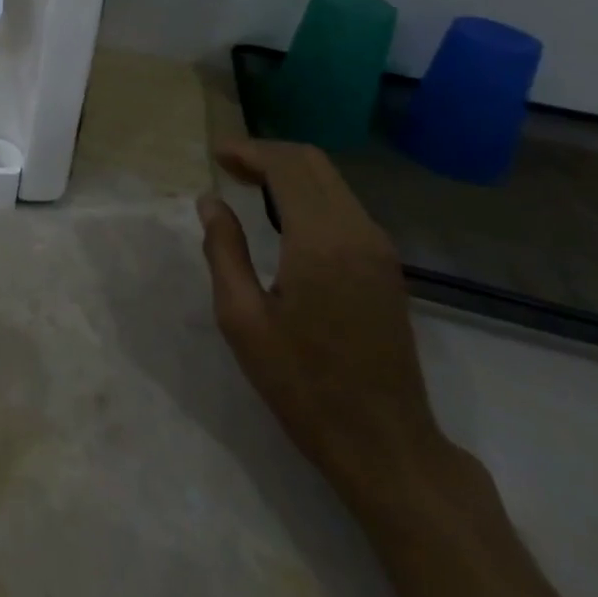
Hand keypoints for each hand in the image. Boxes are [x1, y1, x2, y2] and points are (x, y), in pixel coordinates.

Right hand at [198, 140, 447, 513]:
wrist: (386, 446)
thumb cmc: (303, 384)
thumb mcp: (242, 319)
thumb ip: (223, 250)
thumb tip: (211, 201)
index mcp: (321, 242)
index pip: (286, 167)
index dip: (248, 151)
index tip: (214, 154)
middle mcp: (357, 233)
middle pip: (313, 163)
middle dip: (267, 153)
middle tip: (227, 164)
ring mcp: (379, 250)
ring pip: (331, 181)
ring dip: (288, 171)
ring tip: (246, 182)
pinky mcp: (386, 267)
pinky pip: (344, 205)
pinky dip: (308, 192)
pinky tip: (280, 213)